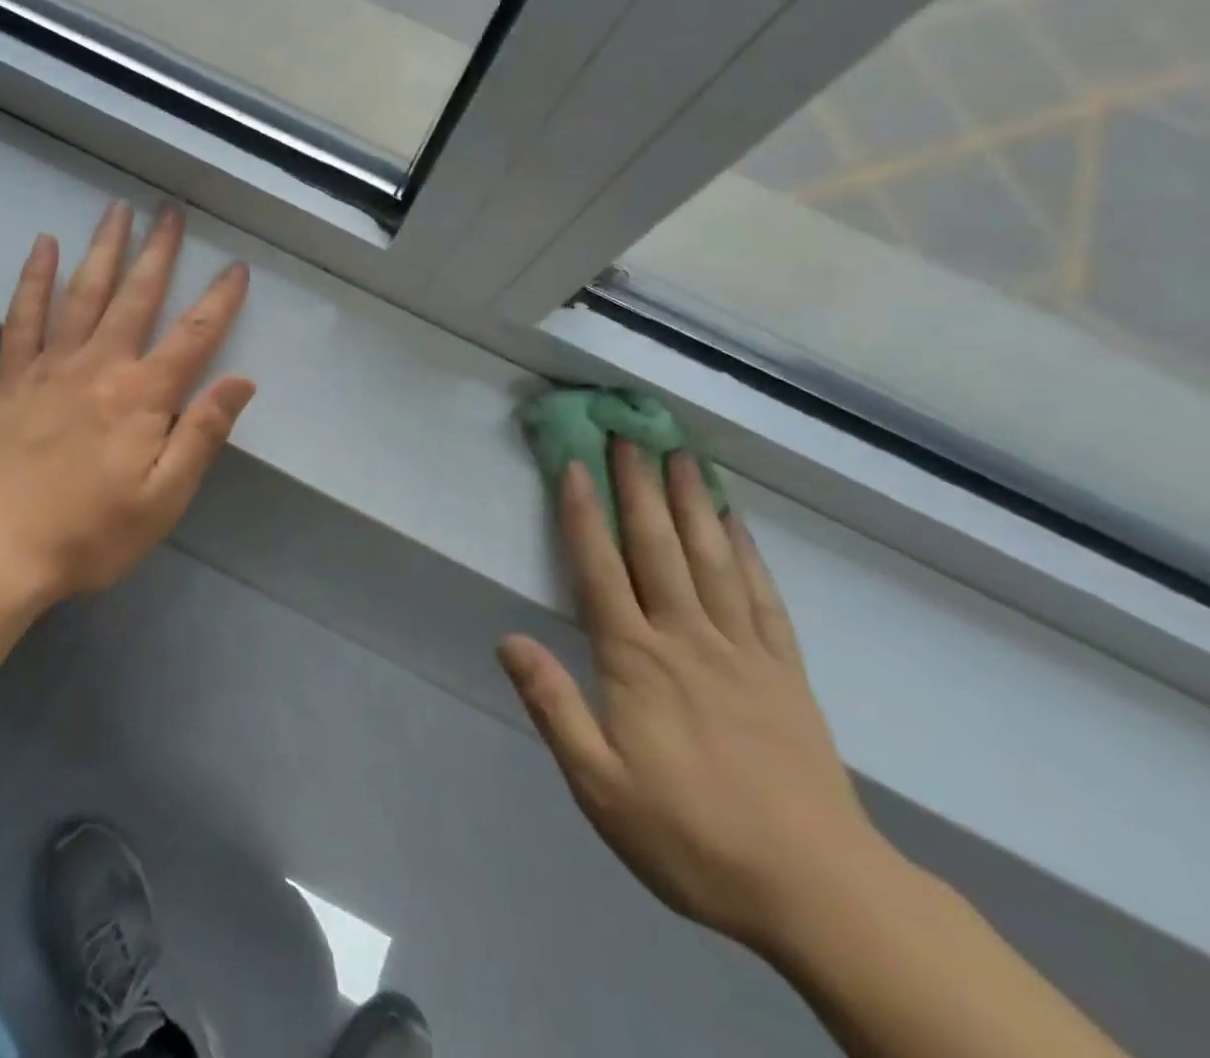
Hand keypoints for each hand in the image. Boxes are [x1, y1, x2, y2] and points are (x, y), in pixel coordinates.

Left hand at [0, 201, 254, 601]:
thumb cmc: (90, 532)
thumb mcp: (163, 498)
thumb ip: (203, 434)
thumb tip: (241, 381)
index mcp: (143, 396)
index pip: (193, 336)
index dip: (219, 300)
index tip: (237, 267)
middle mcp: (100, 365)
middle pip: (137, 296)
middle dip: (159, 252)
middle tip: (171, 212)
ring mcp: (51, 365)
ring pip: (84, 292)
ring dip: (104, 248)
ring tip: (118, 210)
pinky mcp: (12, 376)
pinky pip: (24, 315)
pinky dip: (34, 277)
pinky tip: (44, 246)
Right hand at [498, 443, 895, 955]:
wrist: (818, 892)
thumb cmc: (691, 837)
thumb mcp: (599, 786)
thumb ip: (553, 706)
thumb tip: (508, 640)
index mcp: (636, 661)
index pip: (600, 569)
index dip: (582, 513)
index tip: (574, 463)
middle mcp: (686, 638)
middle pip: (657, 546)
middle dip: (638, 486)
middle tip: (629, 434)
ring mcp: (742, 650)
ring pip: (711, 558)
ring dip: (692, 502)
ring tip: (682, 455)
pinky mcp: (785, 672)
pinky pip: (763, 597)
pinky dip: (749, 553)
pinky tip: (738, 522)